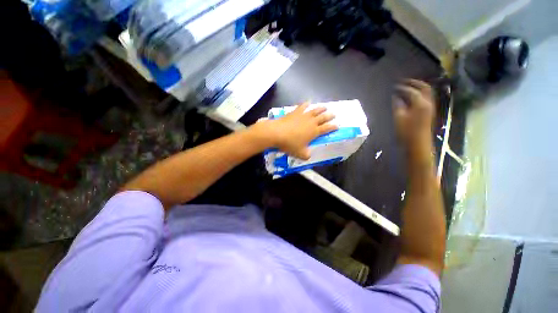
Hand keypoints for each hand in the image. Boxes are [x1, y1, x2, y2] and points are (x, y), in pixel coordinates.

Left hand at [253, 103, 337, 158]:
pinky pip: (303, 106)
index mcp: (314, 132)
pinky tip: (308, 102)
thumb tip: (309, 155)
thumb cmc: (290, 144)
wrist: (277, 133)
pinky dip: (306, 104)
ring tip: (325, 107)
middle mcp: (311, 122)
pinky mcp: (295, 112)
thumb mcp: (300, 153)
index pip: (327, 129)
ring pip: (315, 110)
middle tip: (334, 114)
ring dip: (321, 108)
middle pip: (323, 117)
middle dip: (329, 116)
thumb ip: (306, 155)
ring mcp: (303, 115)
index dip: (333, 127)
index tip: (338, 125)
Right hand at [393, 79, 435, 157]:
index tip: (393, 86)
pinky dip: (420, 94)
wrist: (418, 144)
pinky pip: (426, 98)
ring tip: (407, 87)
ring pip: (427, 92)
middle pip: (424, 87)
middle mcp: (428, 103)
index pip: (411, 91)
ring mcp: (430, 107)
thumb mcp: (399, 118)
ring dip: (418, 87)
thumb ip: (398, 105)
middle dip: (414, 83)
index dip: (402, 87)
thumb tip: (396, 97)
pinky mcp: (429, 112)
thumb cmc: (406, 132)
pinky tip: (411, 97)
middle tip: (403, 81)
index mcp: (420, 104)